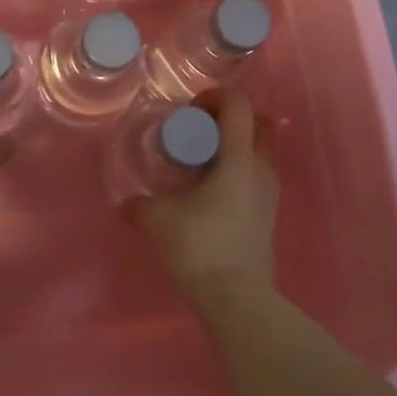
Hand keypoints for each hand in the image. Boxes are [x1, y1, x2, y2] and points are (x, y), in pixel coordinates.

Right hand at [125, 93, 278, 315]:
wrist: (237, 299)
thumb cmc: (200, 246)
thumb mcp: (159, 219)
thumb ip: (140, 204)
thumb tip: (126, 203)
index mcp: (240, 159)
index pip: (239, 106)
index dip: (216, 96)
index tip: (191, 108)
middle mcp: (261, 169)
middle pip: (256, 124)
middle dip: (228, 117)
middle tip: (198, 128)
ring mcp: (270, 193)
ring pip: (258, 151)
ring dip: (233, 145)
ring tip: (200, 160)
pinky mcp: (268, 214)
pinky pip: (255, 175)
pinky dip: (236, 169)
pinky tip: (209, 189)